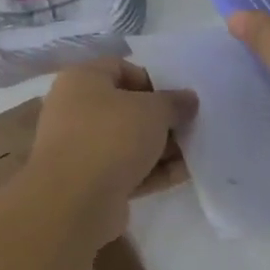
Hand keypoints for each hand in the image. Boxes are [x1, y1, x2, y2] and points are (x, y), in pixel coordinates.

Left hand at [25, 60, 196, 242]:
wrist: (74, 201)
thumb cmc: (111, 136)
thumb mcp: (153, 110)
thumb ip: (174, 102)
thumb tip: (188, 99)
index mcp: (81, 80)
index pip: (120, 68)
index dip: (152, 79)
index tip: (178, 96)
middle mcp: (75, 110)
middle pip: (126, 107)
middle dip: (160, 118)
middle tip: (191, 124)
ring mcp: (80, 148)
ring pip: (127, 142)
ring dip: (160, 147)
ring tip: (195, 151)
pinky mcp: (89, 182)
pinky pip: (126, 170)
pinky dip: (152, 171)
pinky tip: (184, 174)